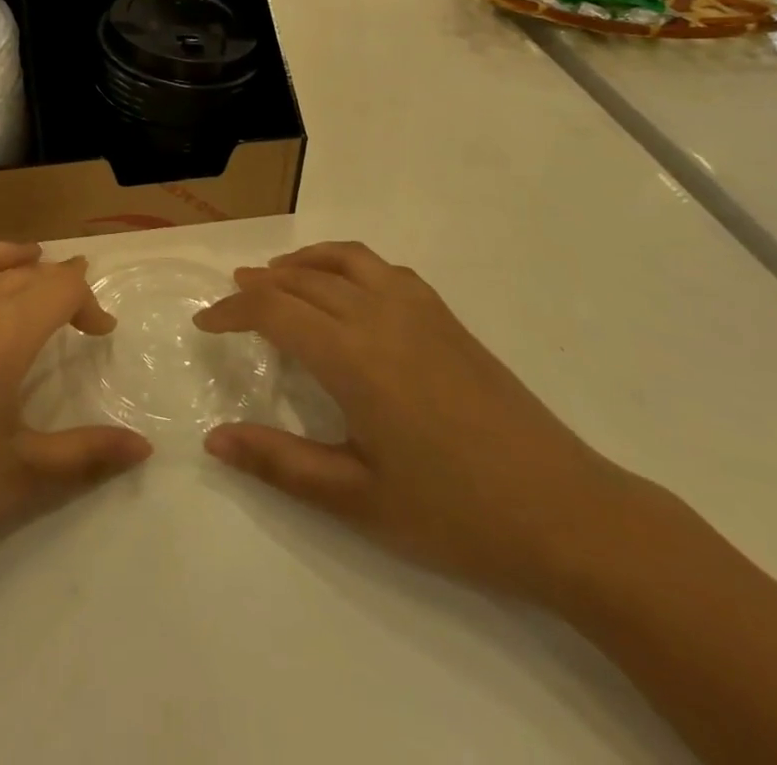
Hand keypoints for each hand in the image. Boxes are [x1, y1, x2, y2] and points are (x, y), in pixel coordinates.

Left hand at [0, 242, 151, 565]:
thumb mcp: (21, 476)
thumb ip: (86, 457)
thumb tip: (143, 447)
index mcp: (7, 331)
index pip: (61, 287)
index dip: (89, 301)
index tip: (101, 334)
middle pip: (24, 271)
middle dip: (57, 281)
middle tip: (77, 308)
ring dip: (9, 256)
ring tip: (29, 261)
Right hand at [195, 241, 633, 602]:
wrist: (570, 516)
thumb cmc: (455, 514)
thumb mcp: (357, 500)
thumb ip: (279, 464)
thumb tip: (213, 439)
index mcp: (352, 356)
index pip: (273, 309)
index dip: (232, 311)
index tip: (206, 324)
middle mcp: (379, 316)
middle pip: (303, 278)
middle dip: (260, 283)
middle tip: (233, 298)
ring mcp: (419, 311)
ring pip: (345, 260)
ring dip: (303, 262)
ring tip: (280, 277)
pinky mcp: (448, 319)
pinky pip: (384, 268)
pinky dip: (348, 264)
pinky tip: (348, 291)